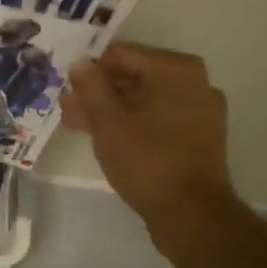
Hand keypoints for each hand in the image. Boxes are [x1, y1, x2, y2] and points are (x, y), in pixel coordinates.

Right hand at [62, 44, 235, 235]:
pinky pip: (159, 118)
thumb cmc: (147, 160)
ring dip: (112, 108)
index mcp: (175, 69)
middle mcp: (194, 82)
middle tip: (67, 107)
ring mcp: (200, 110)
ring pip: (145, 99)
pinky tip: (107, 137)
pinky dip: (133, 122)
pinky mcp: (199, 136)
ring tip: (78, 123)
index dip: (90, 69)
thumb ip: (90, 87)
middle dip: (99, 91)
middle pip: (135, 76)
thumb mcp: (108, 122)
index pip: (121, 54)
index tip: (66, 87)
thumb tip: (80, 63)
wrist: (191, 213)